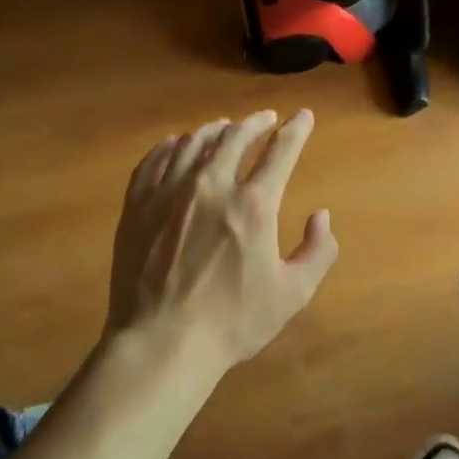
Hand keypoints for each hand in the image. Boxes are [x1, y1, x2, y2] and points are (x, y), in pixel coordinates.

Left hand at [107, 110, 337, 376]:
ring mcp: (169, 192)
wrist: (161, 342)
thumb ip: (317, 252)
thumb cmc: (232, 322)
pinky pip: (154, 160)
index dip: (296, 129)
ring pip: (193, 142)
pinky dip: (171, 146)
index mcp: (253, 205)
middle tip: (264, 119)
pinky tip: (175, 144)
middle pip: (235, 137)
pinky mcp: (138, 204)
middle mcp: (211, 185)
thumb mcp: (292, 294)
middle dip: (255, 122)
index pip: (281, 151)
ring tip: (223, 127)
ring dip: (214, 130)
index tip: (302, 116)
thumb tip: (321, 216)